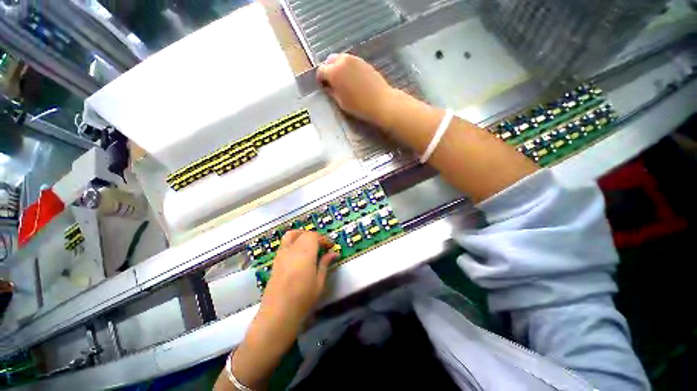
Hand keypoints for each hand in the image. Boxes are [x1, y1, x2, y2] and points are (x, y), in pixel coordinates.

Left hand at [261, 230, 338, 324]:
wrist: (278, 313)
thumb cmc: (302, 299)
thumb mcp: (319, 282)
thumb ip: (325, 264)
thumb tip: (334, 253)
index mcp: (305, 254)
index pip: (314, 236)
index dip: (324, 239)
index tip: (331, 245)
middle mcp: (292, 250)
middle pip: (304, 234)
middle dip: (315, 237)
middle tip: (323, 246)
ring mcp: (282, 254)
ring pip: (291, 235)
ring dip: (302, 235)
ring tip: (310, 243)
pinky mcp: (275, 260)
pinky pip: (284, 243)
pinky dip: (293, 240)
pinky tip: (298, 251)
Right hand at [317, 53, 395, 127]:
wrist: (381, 102)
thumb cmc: (359, 106)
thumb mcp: (341, 102)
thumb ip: (332, 92)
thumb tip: (328, 87)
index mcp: (334, 72)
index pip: (321, 70)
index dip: (321, 79)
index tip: (323, 86)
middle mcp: (342, 61)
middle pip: (330, 60)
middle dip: (329, 70)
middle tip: (332, 82)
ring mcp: (354, 59)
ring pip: (341, 59)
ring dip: (338, 67)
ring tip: (343, 80)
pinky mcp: (363, 61)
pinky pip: (351, 61)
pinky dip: (348, 67)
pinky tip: (352, 78)